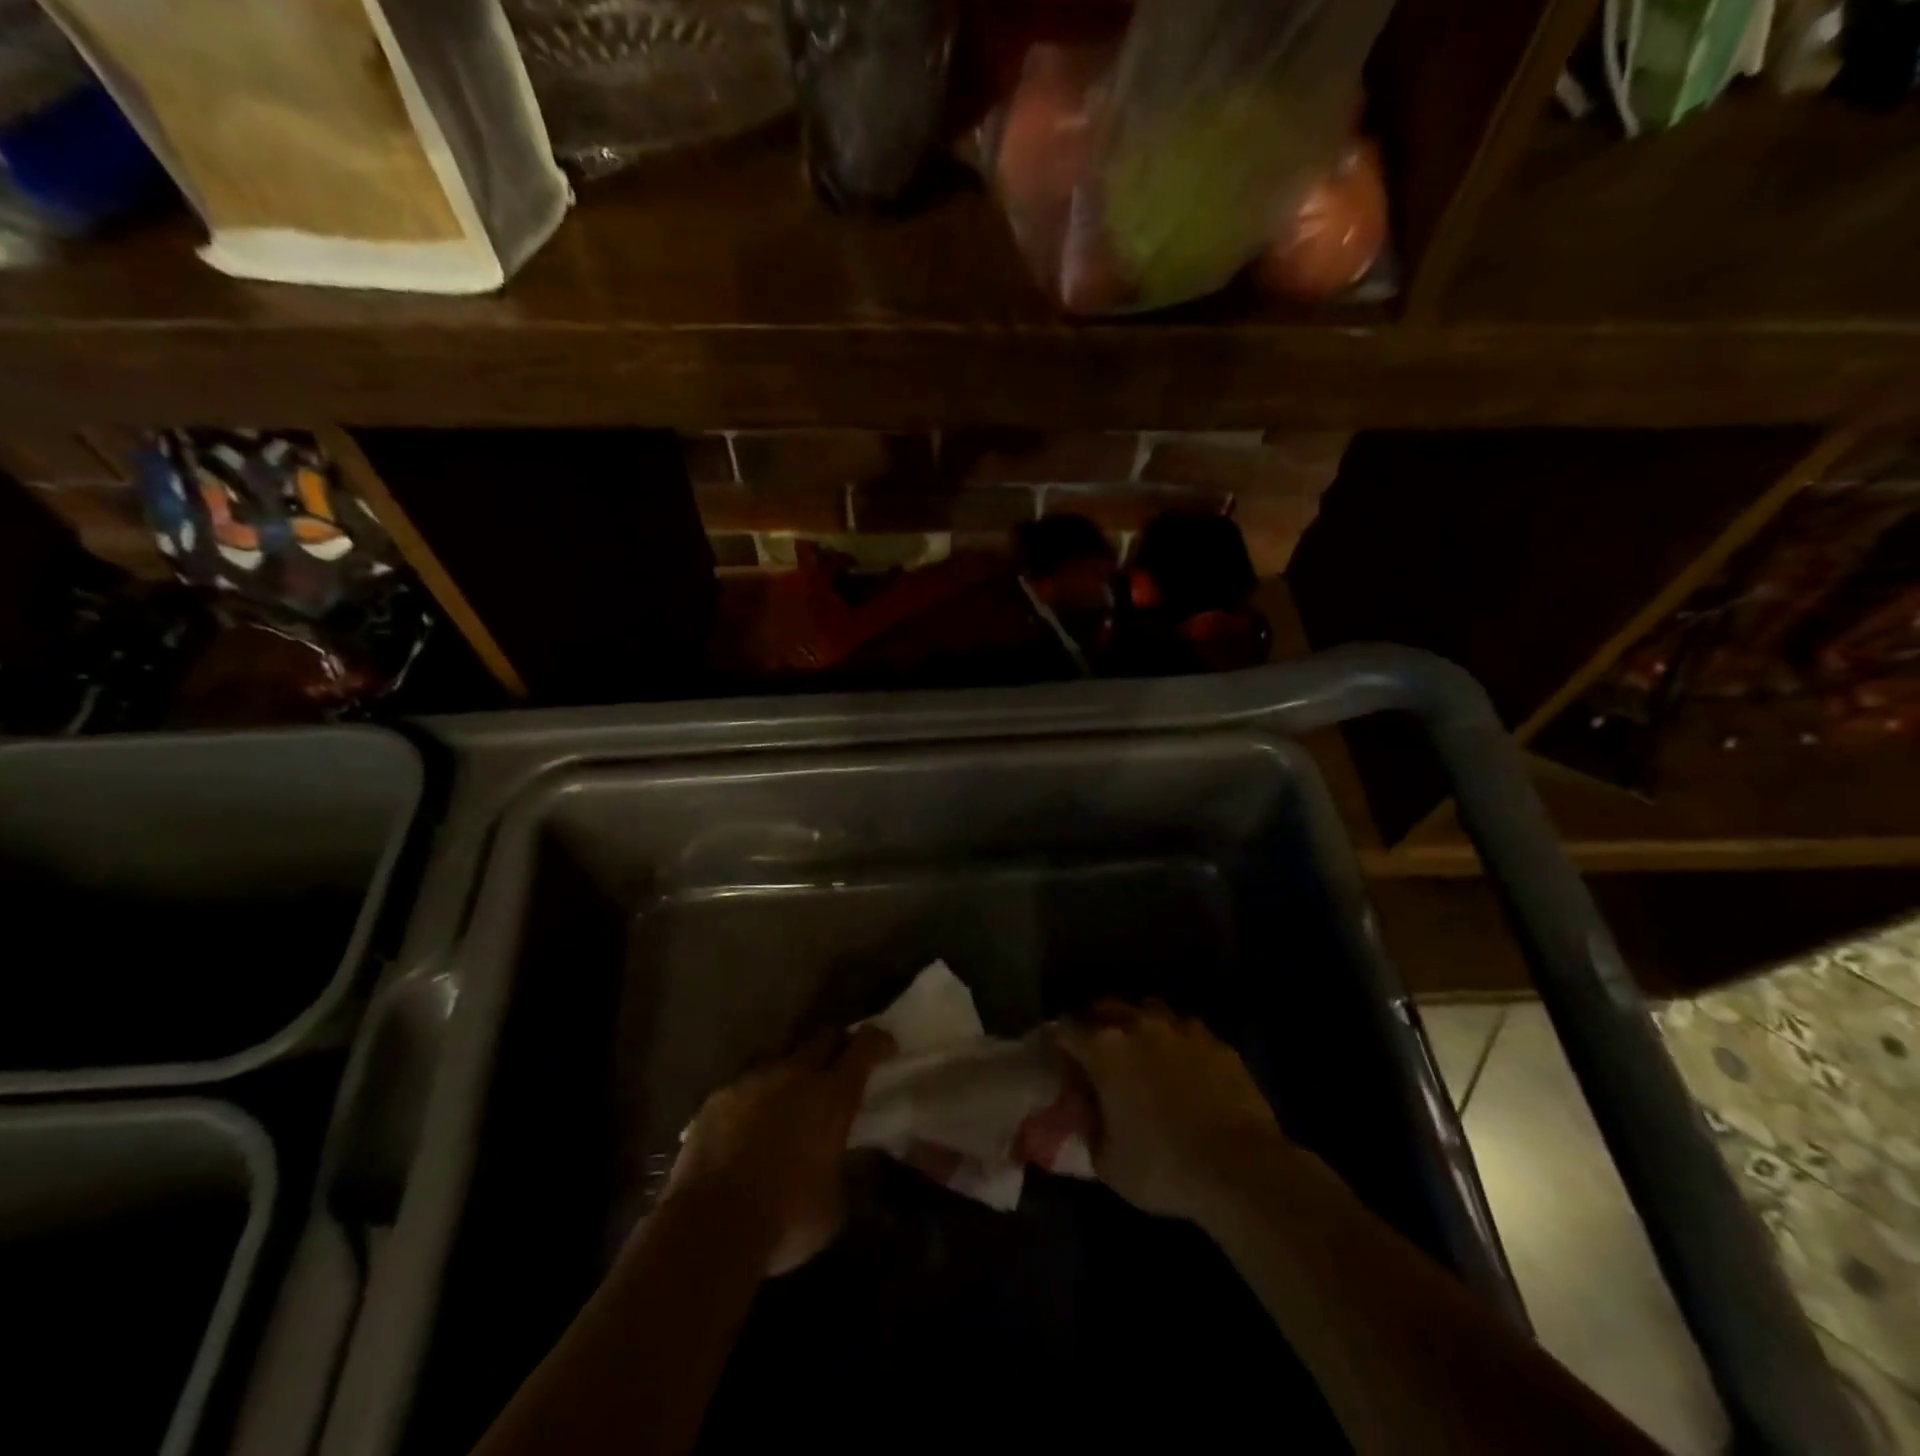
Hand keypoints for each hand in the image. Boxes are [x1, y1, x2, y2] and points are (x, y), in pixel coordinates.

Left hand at [667, 1026, 894, 1275]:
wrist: (709, 1227)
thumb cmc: (785, 1218)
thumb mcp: (834, 1203)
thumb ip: (842, 1168)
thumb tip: (845, 1157)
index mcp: (833, 1095)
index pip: (865, 1045)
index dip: (879, 1041)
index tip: (886, 1048)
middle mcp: (795, 1074)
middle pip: (823, 1037)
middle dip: (836, 1046)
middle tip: (840, 1068)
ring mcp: (753, 1081)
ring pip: (781, 1057)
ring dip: (792, 1072)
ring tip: (790, 1099)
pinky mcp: (717, 1097)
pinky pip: (745, 1086)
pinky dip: (755, 1099)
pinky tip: (749, 1125)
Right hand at [1057, 1001, 1290, 1224]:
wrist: (1240, 1168)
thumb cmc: (1163, 1167)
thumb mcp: (1107, 1163)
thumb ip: (1089, 1130)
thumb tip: (1087, 1116)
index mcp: (1104, 1048)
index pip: (1067, 1026)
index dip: (1061, 1040)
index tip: (1062, 1058)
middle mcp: (1139, 1026)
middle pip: (1107, 1006)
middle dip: (1097, 1022)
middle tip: (1098, 1051)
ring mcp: (1182, 1029)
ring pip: (1150, 1009)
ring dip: (1139, 1023)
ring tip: (1142, 1050)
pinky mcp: (1217, 1043)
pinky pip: (1188, 1029)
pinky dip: (1179, 1041)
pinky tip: (1184, 1065)